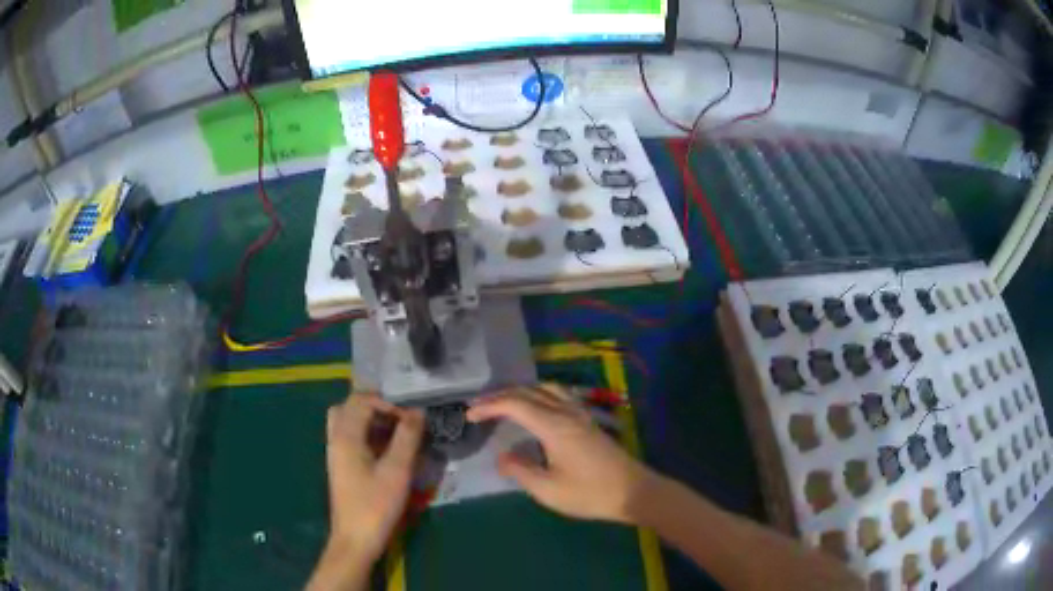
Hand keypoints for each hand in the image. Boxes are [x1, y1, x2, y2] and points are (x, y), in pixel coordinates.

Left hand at [324, 393, 424, 563]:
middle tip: (400, 417)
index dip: (387, 402)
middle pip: (349, 407)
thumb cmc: (375, 505)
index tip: (411, 416)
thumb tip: (418, 412)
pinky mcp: (342, 466)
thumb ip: (407, 438)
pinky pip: (351, 438)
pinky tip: (388, 450)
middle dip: (375, 406)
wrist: (355, 539)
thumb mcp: (397, 471)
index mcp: (345, 436)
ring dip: (371, 420)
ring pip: (348, 422)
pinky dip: (368, 434)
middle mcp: (336, 439)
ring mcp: (336, 453)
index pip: (361, 400)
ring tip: (397, 431)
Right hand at [466, 384, 654, 523]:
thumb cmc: (589, 493)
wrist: (633, 491)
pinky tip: (535, 409)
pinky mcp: (588, 421)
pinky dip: (537, 395)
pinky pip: (558, 395)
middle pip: (529, 391)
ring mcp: (580, 414)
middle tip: (479, 408)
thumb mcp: (548, 490)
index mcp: (554, 425)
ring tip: (502, 404)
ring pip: (545, 388)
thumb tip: (502, 457)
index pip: (515, 404)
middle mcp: (567, 412)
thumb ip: (521, 470)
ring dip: (520, 392)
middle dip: (500, 396)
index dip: (490, 406)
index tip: (470, 415)